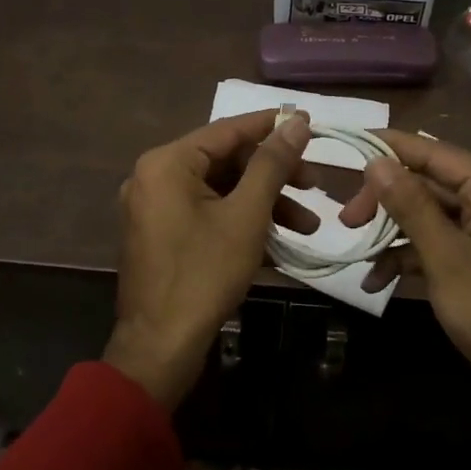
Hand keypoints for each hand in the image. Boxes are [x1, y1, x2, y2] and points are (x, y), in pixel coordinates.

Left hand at [104, 109, 314, 407]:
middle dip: (274, 176)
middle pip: (226, 163)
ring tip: (309, 226)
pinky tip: (282, 245)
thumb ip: (271, 164)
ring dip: (265, 206)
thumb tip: (296, 122)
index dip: (271, 126)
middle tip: (315, 185)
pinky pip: (208, 216)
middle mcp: (155, 178)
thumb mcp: (246, 216)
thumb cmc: (204, 273)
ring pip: (221, 193)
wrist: (161, 347)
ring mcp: (156, 209)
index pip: (227, 131)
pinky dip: (242, 224)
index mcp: (167, 163)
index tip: (308, 122)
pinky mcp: (163, 237)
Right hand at [341, 132, 470, 447]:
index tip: (351, 142)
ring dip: (393, 233)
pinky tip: (377, 281)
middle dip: (386, 200)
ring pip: (431, 217)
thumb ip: (411, 205)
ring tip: (358, 253)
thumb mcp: (446, 256)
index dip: (392, 146)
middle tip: (347, 219)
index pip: (436, 153)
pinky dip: (409, 259)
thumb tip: (378, 161)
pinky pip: (439, 247)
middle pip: (431, 185)